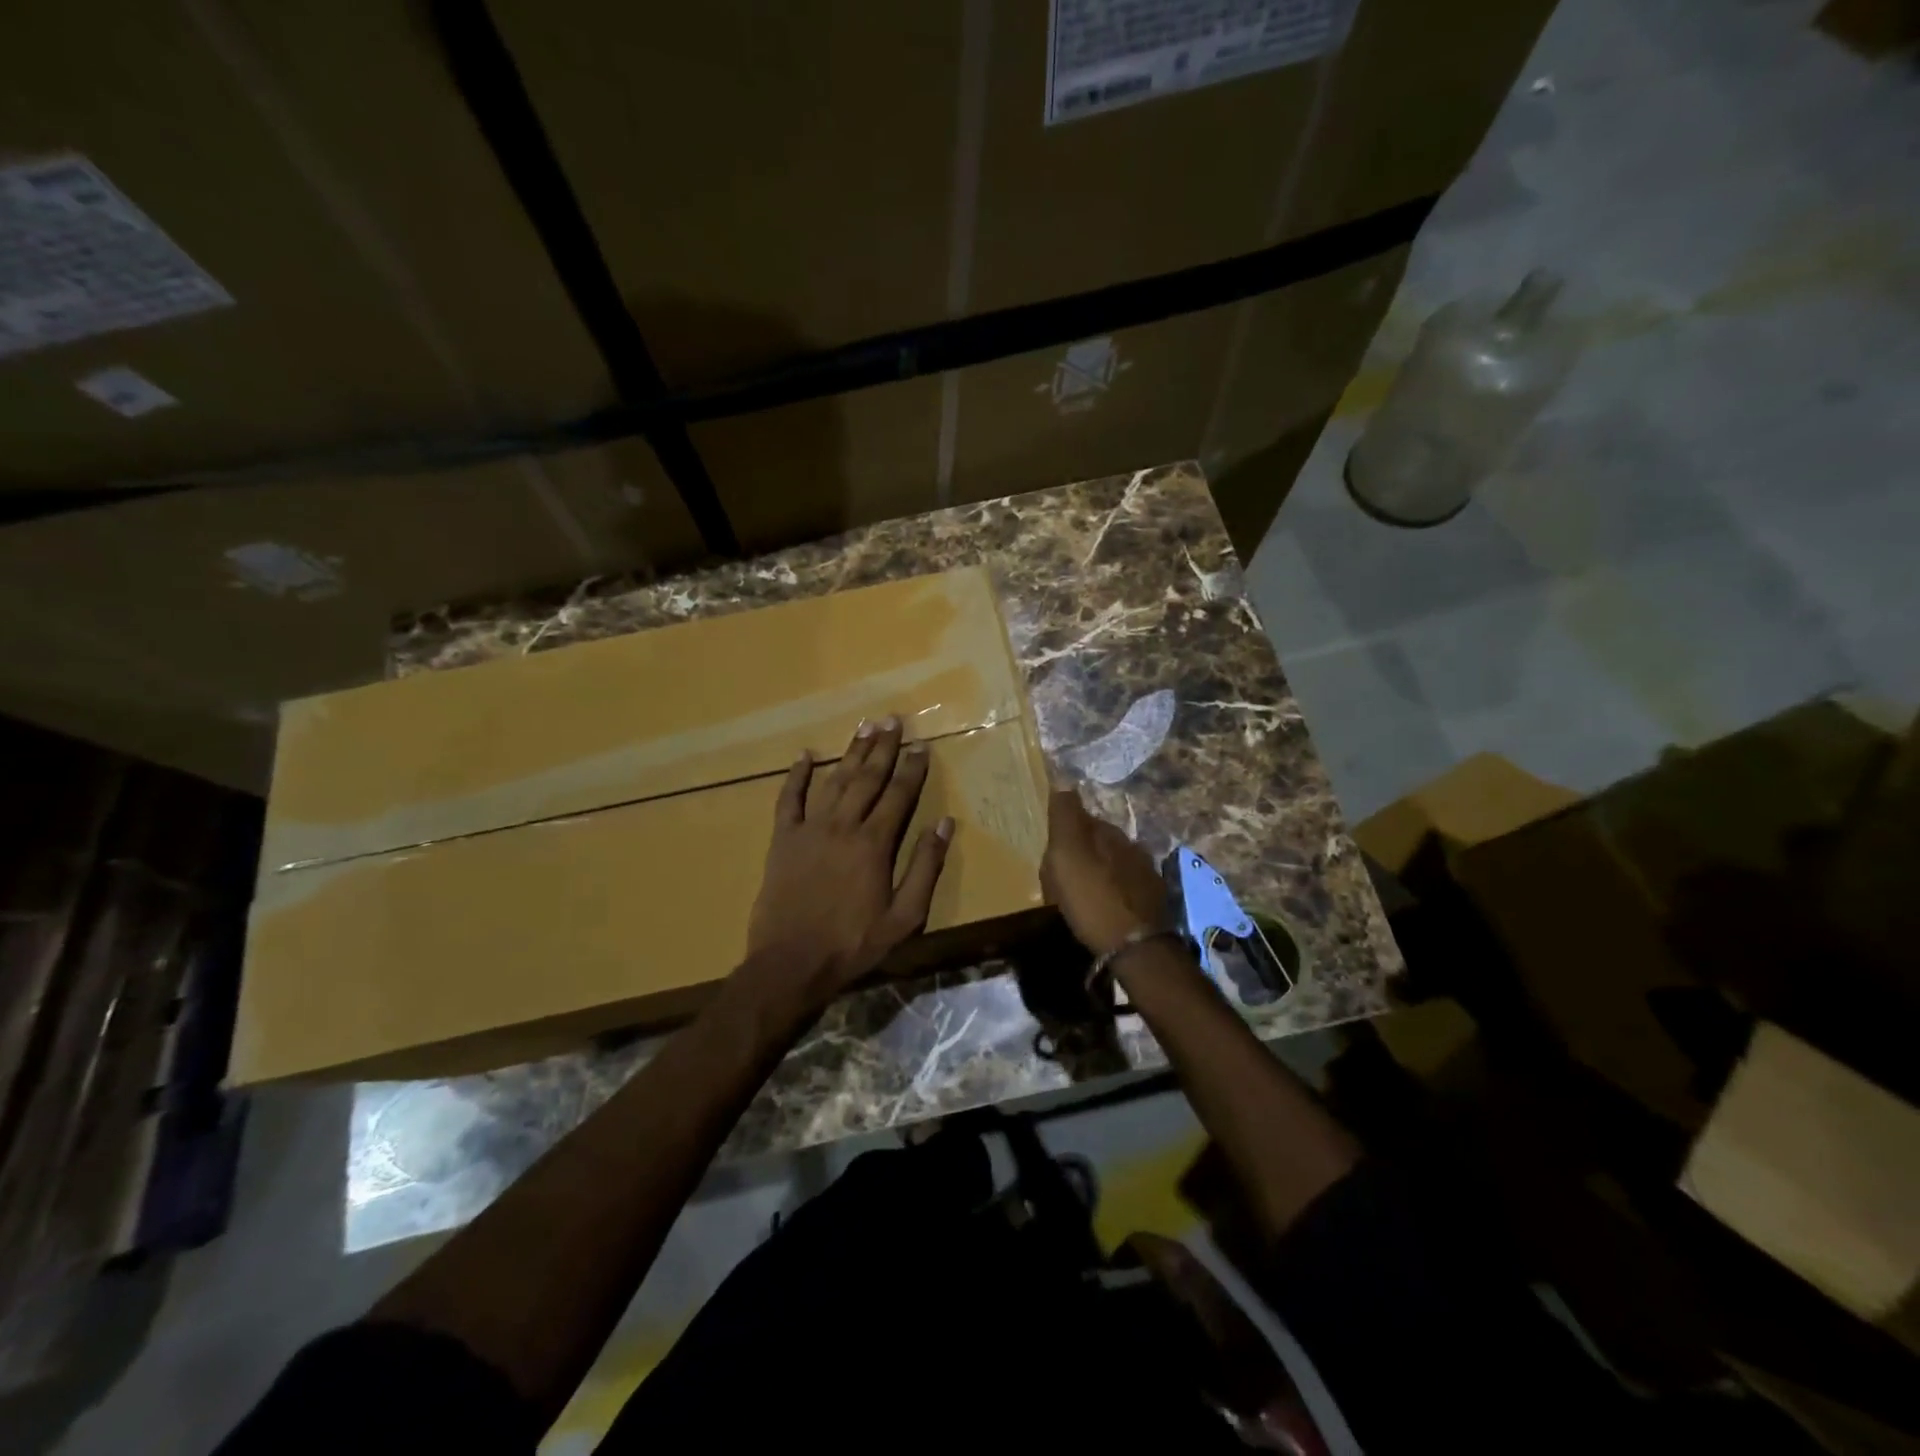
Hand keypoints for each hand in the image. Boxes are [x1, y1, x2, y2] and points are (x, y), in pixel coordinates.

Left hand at [746, 717, 953, 1001]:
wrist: (791, 963)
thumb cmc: (853, 943)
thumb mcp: (904, 916)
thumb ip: (925, 867)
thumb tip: (944, 824)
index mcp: (874, 843)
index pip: (899, 794)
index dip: (912, 768)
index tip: (922, 745)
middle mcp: (843, 825)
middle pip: (867, 778)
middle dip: (883, 747)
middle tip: (893, 720)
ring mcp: (809, 829)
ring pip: (834, 780)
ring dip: (851, 752)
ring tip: (865, 727)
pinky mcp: (782, 839)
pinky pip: (788, 799)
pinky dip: (797, 775)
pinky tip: (806, 755)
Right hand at [1040, 787, 1169, 957]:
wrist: (1135, 947)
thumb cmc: (1092, 898)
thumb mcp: (1067, 854)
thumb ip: (1065, 817)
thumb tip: (1064, 783)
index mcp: (1109, 832)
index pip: (1084, 818)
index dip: (1065, 830)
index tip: (1051, 848)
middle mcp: (1132, 846)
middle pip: (1101, 841)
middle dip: (1083, 851)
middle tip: (1062, 873)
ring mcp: (1147, 875)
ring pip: (1115, 864)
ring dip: (1099, 872)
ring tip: (1082, 894)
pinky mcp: (1153, 903)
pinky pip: (1125, 888)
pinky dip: (1113, 893)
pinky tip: (1104, 908)